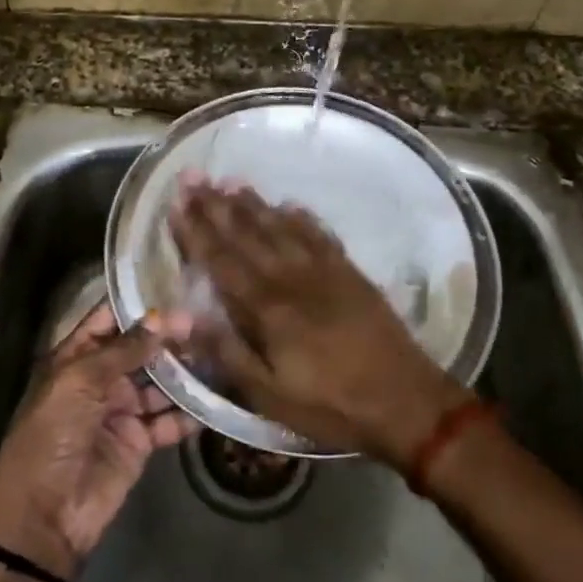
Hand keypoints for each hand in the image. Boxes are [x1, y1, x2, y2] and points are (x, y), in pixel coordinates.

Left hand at [0, 303, 198, 581]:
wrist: (44, 514)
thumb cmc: (52, 434)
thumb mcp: (80, 382)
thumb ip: (124, 350)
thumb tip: (162, 317)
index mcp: (75, 358)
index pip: (109, 320)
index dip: (139, 306)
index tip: (176, 287)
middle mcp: (100, 380)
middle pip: (140, 350)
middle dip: (170, 338)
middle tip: (207, 323)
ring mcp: (121, 411)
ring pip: (159, 383)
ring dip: (184, 372)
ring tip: (217, 355)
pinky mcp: (139, 442)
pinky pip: (169, 421)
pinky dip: (189, 413)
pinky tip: (213, 400)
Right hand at [169, 177, 471, 464]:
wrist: (406, 400)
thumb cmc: (331, 404)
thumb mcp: (270, 395)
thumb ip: (226, 352)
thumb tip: (183, 320)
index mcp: (267, 308)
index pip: (221, 261)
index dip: (196, 232)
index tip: (177, 203)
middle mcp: (291, 278)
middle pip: (247, 234)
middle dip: (216, 206)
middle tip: (195, 177)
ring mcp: (324, 271)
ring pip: (280, 227)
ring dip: (253, 204)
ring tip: (231, 181)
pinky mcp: (350, 273)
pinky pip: (320, 235)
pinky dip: (302, 217)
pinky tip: (290, 204)